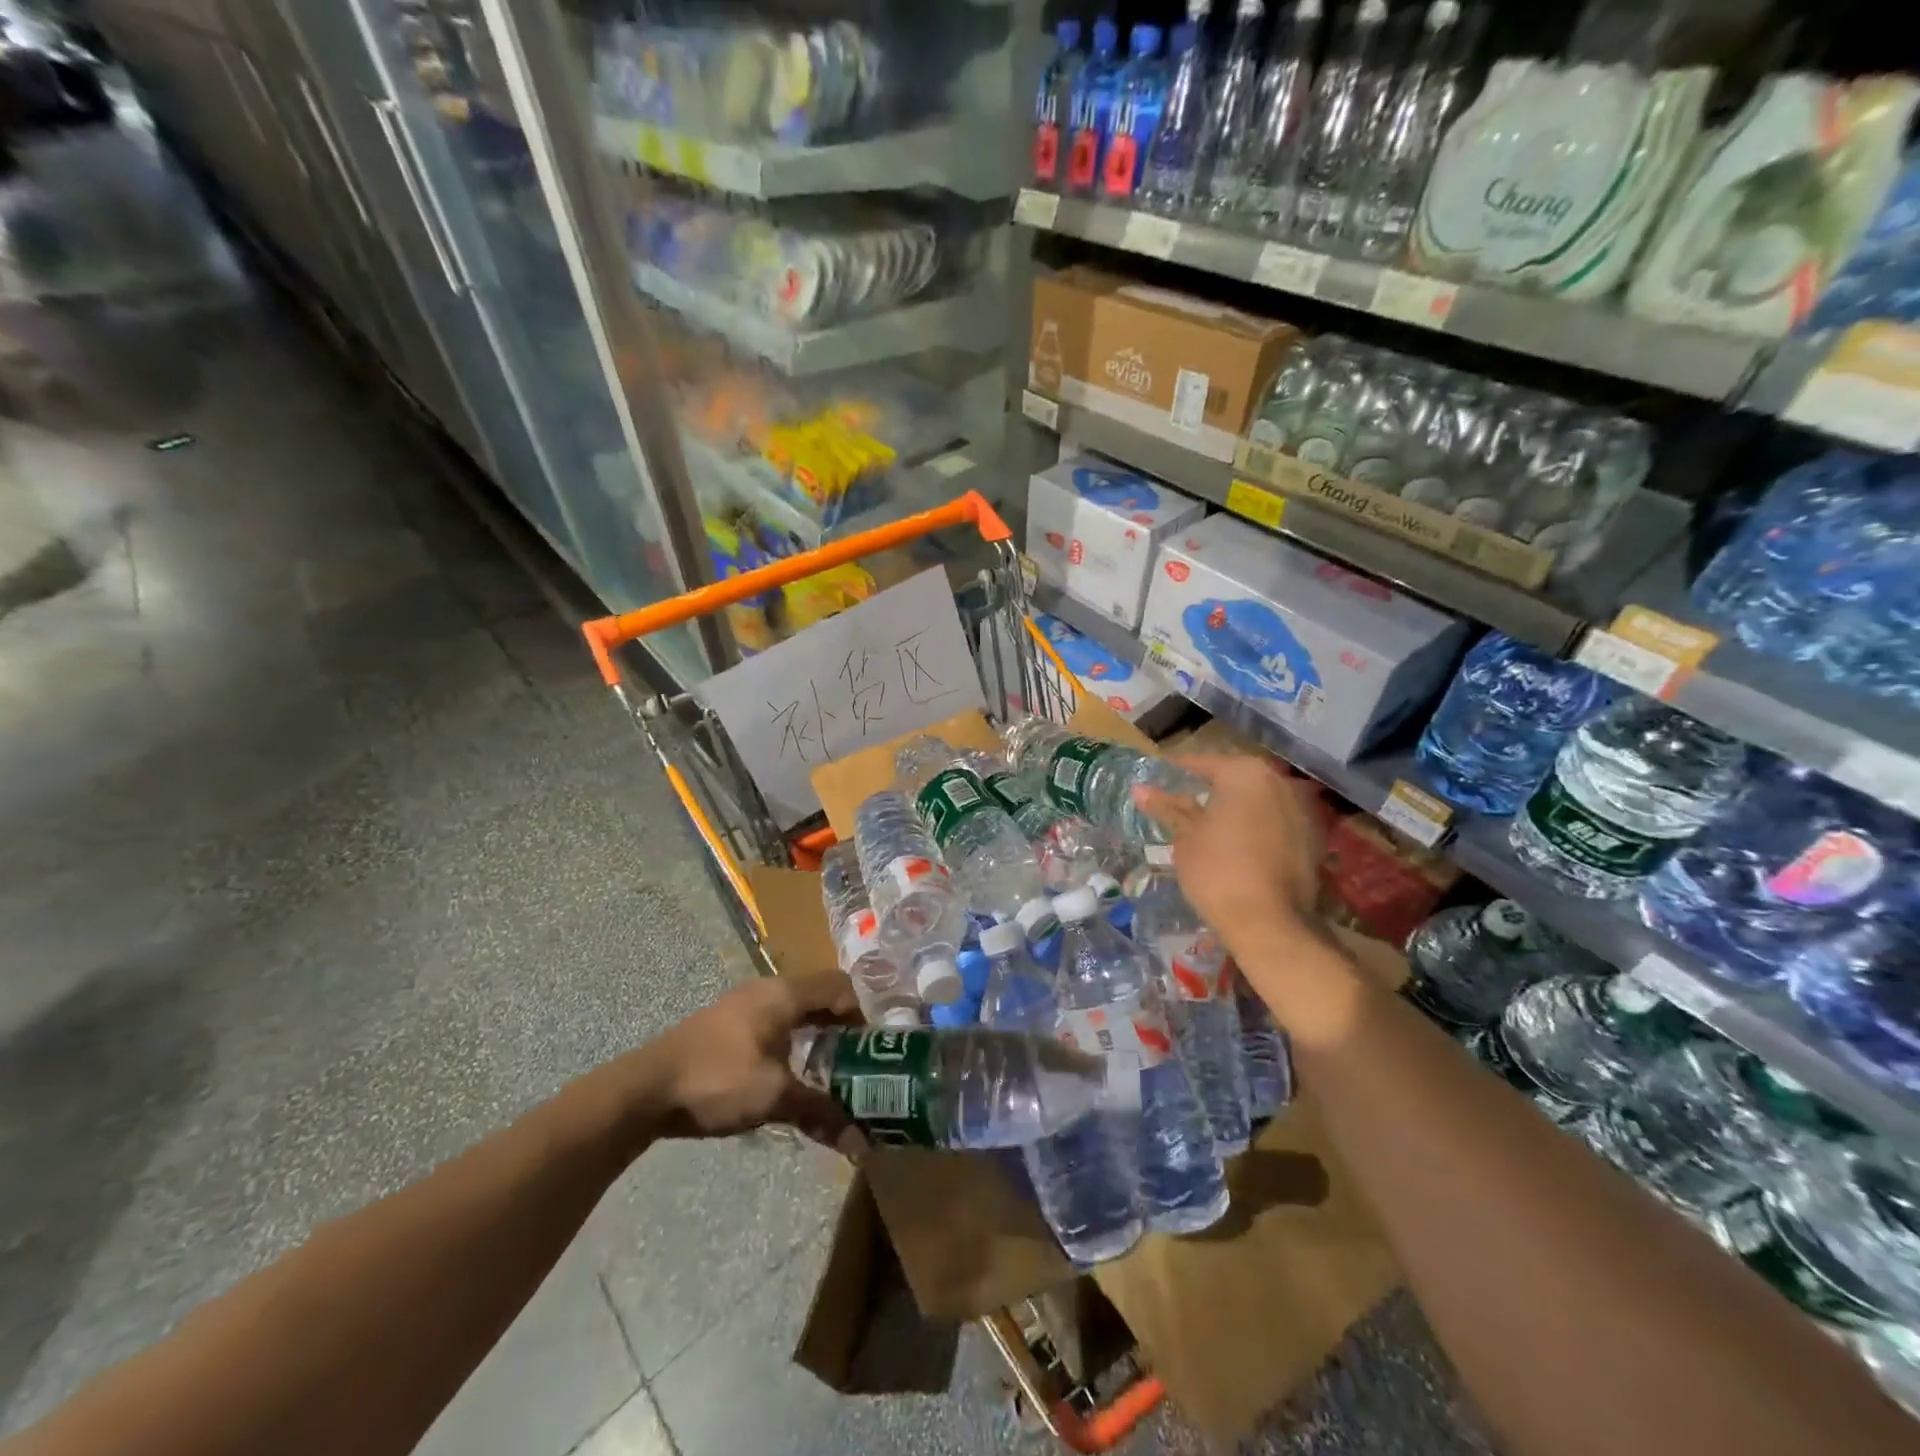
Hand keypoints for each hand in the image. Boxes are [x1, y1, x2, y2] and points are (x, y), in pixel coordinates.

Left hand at [634, 973, 860, 1146]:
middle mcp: (768, 990)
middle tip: (866, 1057)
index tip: (882, 1043)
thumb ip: (819, 1112)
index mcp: (784, 993)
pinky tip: (797, 1071)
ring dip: (819, 1033)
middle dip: (846, 1024)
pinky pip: (777, 1022)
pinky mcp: (730, 1025)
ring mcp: (745, 1005)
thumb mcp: (773, 1097)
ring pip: (797, 1010)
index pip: (840, 986)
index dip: (865, 1011)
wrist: (646, 1088)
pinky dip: (796, 1040)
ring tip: (838, 1067)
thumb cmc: (718, 1079)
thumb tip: (860, 1142)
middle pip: (820, 996)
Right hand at [1135, 752, 1323, 945]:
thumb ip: (1168, 808)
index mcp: (1244, 772)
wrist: (1268, 923)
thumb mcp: (1185, 837)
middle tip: (1180, 804)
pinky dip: (1256, 828)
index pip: (1203, 763)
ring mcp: (1301, 809)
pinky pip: (1275, 822)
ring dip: (1234, 809)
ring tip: (1207, 827)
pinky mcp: (1312, 838)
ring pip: (1257, 800)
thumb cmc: (1217, 870)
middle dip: (1209, 789)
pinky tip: (1236, 846)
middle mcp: (1278, 781)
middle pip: (1234, 779)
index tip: (1159, 780)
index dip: (1177, 772)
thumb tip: (1140, 789)